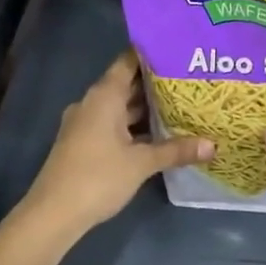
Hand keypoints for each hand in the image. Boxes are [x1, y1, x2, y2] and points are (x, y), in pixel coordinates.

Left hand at [18, 50, 212, 242]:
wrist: (52, 215)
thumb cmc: (98, 177)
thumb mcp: (142, 163)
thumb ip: (176, 150)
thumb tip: (213, 145)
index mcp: (104, 95)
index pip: (129, 61)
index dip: (152, 53)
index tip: (178, 49)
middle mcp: (93, 103)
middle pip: (127, 84)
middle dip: (156, 83)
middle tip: (189, 77)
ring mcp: (86, 124)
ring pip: (121, 107)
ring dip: (146, 107)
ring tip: (181, 103)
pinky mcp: (84, 143)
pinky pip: (114, 124)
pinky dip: (134, 125)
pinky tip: (159, 133)